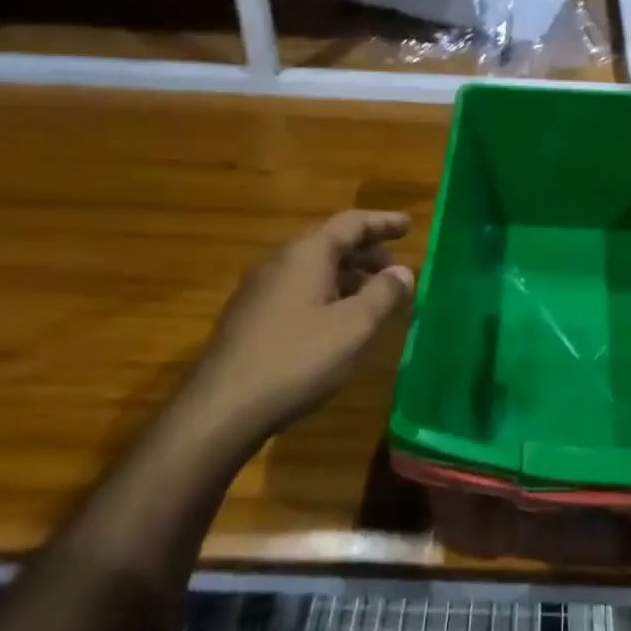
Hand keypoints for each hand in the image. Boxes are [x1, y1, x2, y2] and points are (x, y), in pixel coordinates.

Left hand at [190, 210, 414, 435]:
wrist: (222, 408)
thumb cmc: (298, 359)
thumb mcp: (354, 327)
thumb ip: (383, 294)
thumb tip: (403, 271)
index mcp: (307, 253)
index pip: (351, 223)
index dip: (383, 222)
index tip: (408, 224)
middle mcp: (279, 260)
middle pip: (329, 242)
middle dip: (366, 251)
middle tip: (395, 268)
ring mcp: (259, 288)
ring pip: (312, 267)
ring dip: (346, 274)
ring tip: (372, 297)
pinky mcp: (248, 316)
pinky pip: (296, 289)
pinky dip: (325, 292)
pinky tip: (335, 321)